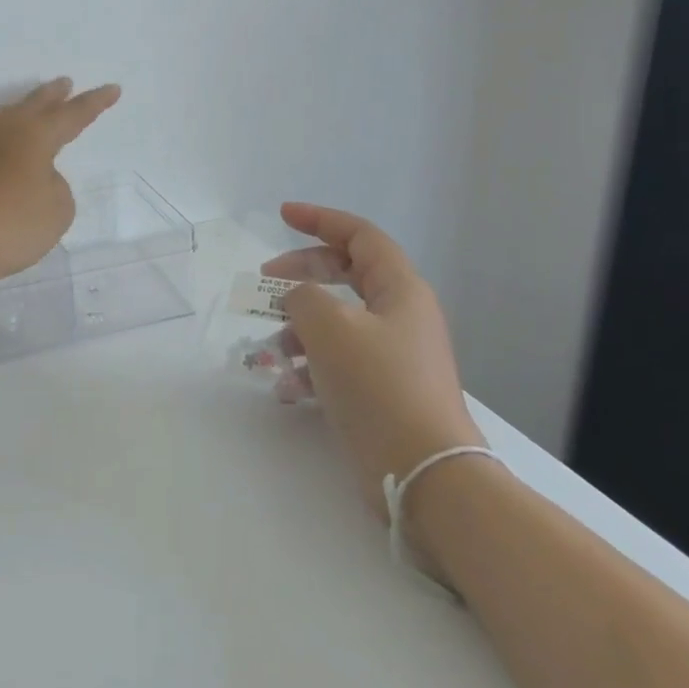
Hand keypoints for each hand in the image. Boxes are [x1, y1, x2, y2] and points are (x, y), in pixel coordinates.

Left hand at [0, 78, 121, 292]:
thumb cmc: (12, 226)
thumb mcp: (58, 211)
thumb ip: (56, 186)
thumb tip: (37, 177)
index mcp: (34, 137)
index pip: (72, 115)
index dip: (94, 103)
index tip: (112, 88)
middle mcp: (0, 132)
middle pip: (30, 105)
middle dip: (51, 95)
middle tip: (64, 83)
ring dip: (10, 111)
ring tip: (17, 111)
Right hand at [264, 204, 486, 530]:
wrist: (423, 472)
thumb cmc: (378, 386)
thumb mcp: (330, 328)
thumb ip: (304, 296)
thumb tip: (298, 299)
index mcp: (400, 290)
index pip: (360, 236)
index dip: (320, 219)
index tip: (282, 215)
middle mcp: (401, 316)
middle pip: (346, 276)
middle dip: (302, 275)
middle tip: (265, 283)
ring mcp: (394, 355)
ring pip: (338, 322)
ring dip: (300, 329)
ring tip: (271, 351)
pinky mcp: (383, 391)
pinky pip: (340, 363)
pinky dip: (311, 367)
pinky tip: (286, 388)